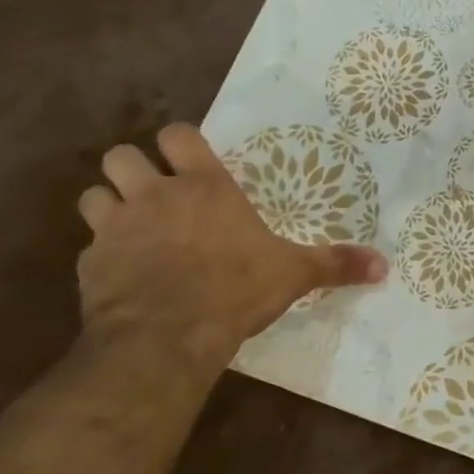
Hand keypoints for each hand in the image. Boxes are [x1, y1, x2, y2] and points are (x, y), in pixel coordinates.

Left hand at [76, 124, 386, 366]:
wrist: (166, 337)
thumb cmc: (235, 288)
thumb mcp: (293, 273)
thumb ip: (336, 264)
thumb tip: (386, 266)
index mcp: (204, 186)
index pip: (177, 135)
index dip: (180, 142)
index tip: (191, 160)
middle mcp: (154, 195)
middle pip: (121, 156)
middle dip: (132, 168)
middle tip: (155, 193)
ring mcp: (115, 228)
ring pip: (93, 195)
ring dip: (108, 205)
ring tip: (131, 227)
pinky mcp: (89, 265)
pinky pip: (88, 247)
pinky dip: (102, 255)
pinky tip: (122, 276)